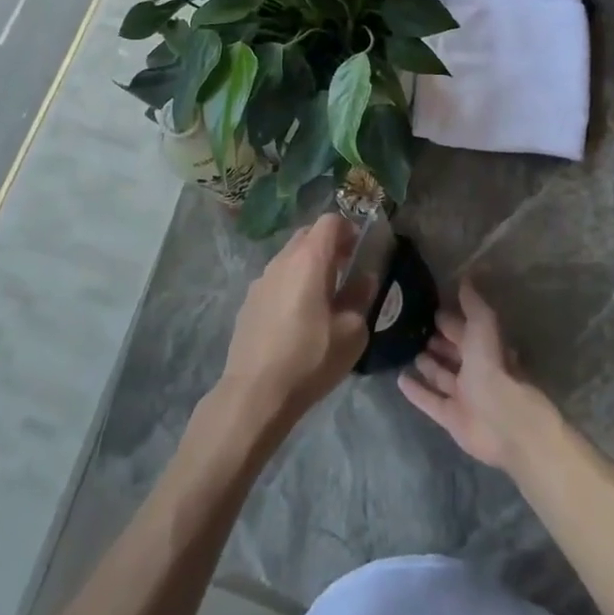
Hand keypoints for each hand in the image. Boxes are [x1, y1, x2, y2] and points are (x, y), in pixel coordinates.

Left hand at [218, 213, 372, 428]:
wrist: (255, 393)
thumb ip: (360, 297)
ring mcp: (261, 280)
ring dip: (309, 265)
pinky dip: (291, 284)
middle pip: (308, 235)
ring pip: (290, 257)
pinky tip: (298, 317)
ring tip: (324, 296)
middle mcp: (282, 260)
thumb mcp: (352, 332)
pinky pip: (276, 279)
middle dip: (330, 244)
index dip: (349, 228)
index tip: (361, 249)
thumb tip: (364, 279)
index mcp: (309, 259)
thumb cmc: (310, 358)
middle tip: (347, 270)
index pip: (330, 221)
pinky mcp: (249, 301)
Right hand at [398, 280, 553, 471]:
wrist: (503, 424)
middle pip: (454, 352)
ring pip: (442, 376)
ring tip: (408, 351)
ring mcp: (463, 395)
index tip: (431, 309)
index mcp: (487, 348)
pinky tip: (399, 379)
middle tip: (415, 329)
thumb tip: (468, 275)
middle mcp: (476, 371)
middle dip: (439, 341)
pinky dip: (416, 391)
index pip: (466, 330)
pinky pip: (430, 401)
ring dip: (428, 364)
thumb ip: (474, 303)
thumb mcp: (484, 327)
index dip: (451, 320)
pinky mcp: (451, 418)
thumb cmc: (493, 369)